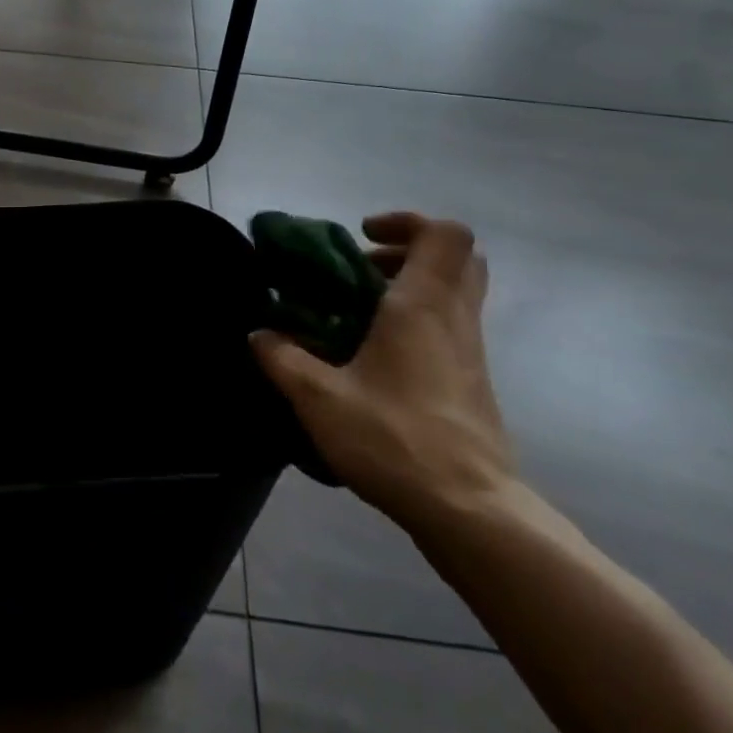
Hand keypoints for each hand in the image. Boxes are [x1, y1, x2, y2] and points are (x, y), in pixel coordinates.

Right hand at [250, 212, 512, 534]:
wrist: (470, 510)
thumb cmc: (395, 439)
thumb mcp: (319, 398)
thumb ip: (283, 359)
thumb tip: (259, 335)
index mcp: (422, 307)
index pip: (445, 234)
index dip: (405, 221)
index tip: (362, 237)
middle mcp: (454, 319)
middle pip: (458, 257)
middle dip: (409, 250)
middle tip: (364, 268)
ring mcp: (471, 352)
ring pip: (457, 292)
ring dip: (413, 286)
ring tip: (362, 311)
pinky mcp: (473, 382)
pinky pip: (452, 326)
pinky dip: (420, 321)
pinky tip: (377, 356)